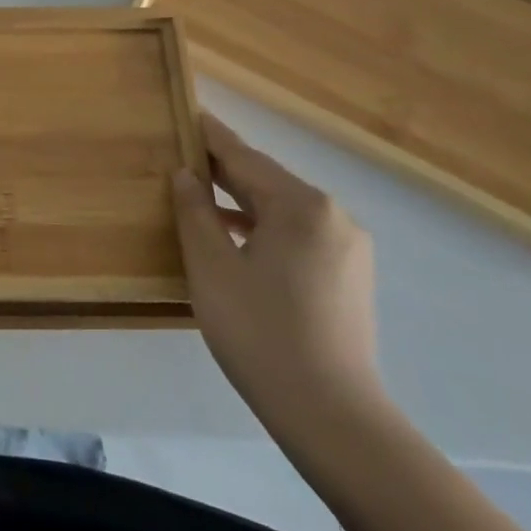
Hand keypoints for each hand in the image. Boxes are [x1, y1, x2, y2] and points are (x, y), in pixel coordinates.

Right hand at [172, 118, 382, 435]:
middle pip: (266, 181)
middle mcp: (332, 216)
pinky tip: (234, 239)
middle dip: (223, 170)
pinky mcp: (348, 277)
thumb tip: (187, 174)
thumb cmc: (261, 333)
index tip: (187, 112)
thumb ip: (195, 210)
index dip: (210, 135)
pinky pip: (297, 235)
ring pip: (281, 210)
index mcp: (302, 206)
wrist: (333, 418)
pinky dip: (262, 229)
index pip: (244, 158)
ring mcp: (346, 248)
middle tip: (182, 154)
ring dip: (241, 202)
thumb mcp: (211, 266)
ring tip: (199, 196)